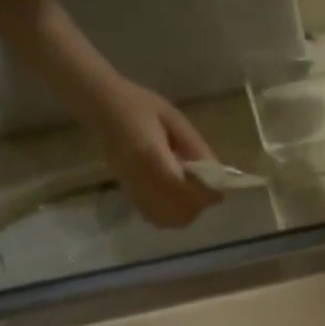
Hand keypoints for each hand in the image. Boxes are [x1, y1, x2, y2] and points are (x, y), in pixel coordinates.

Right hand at [86, 77, 221, 228]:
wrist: (103, 108)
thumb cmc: (140, 106)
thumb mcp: (173, 119)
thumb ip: (196, 146)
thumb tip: (218, 174)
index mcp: (150, 154)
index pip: (182, 186)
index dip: (205, 193)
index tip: (220, 191)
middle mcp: (140, 178)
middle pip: (178, 210)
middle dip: (197, 204)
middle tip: (205, 190)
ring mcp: (132, 190)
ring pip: (168, 219)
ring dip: (186, 212)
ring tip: (191, 193)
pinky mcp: (129, 196)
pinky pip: (156, 218)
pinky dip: (172, 214)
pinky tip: (175, 198)